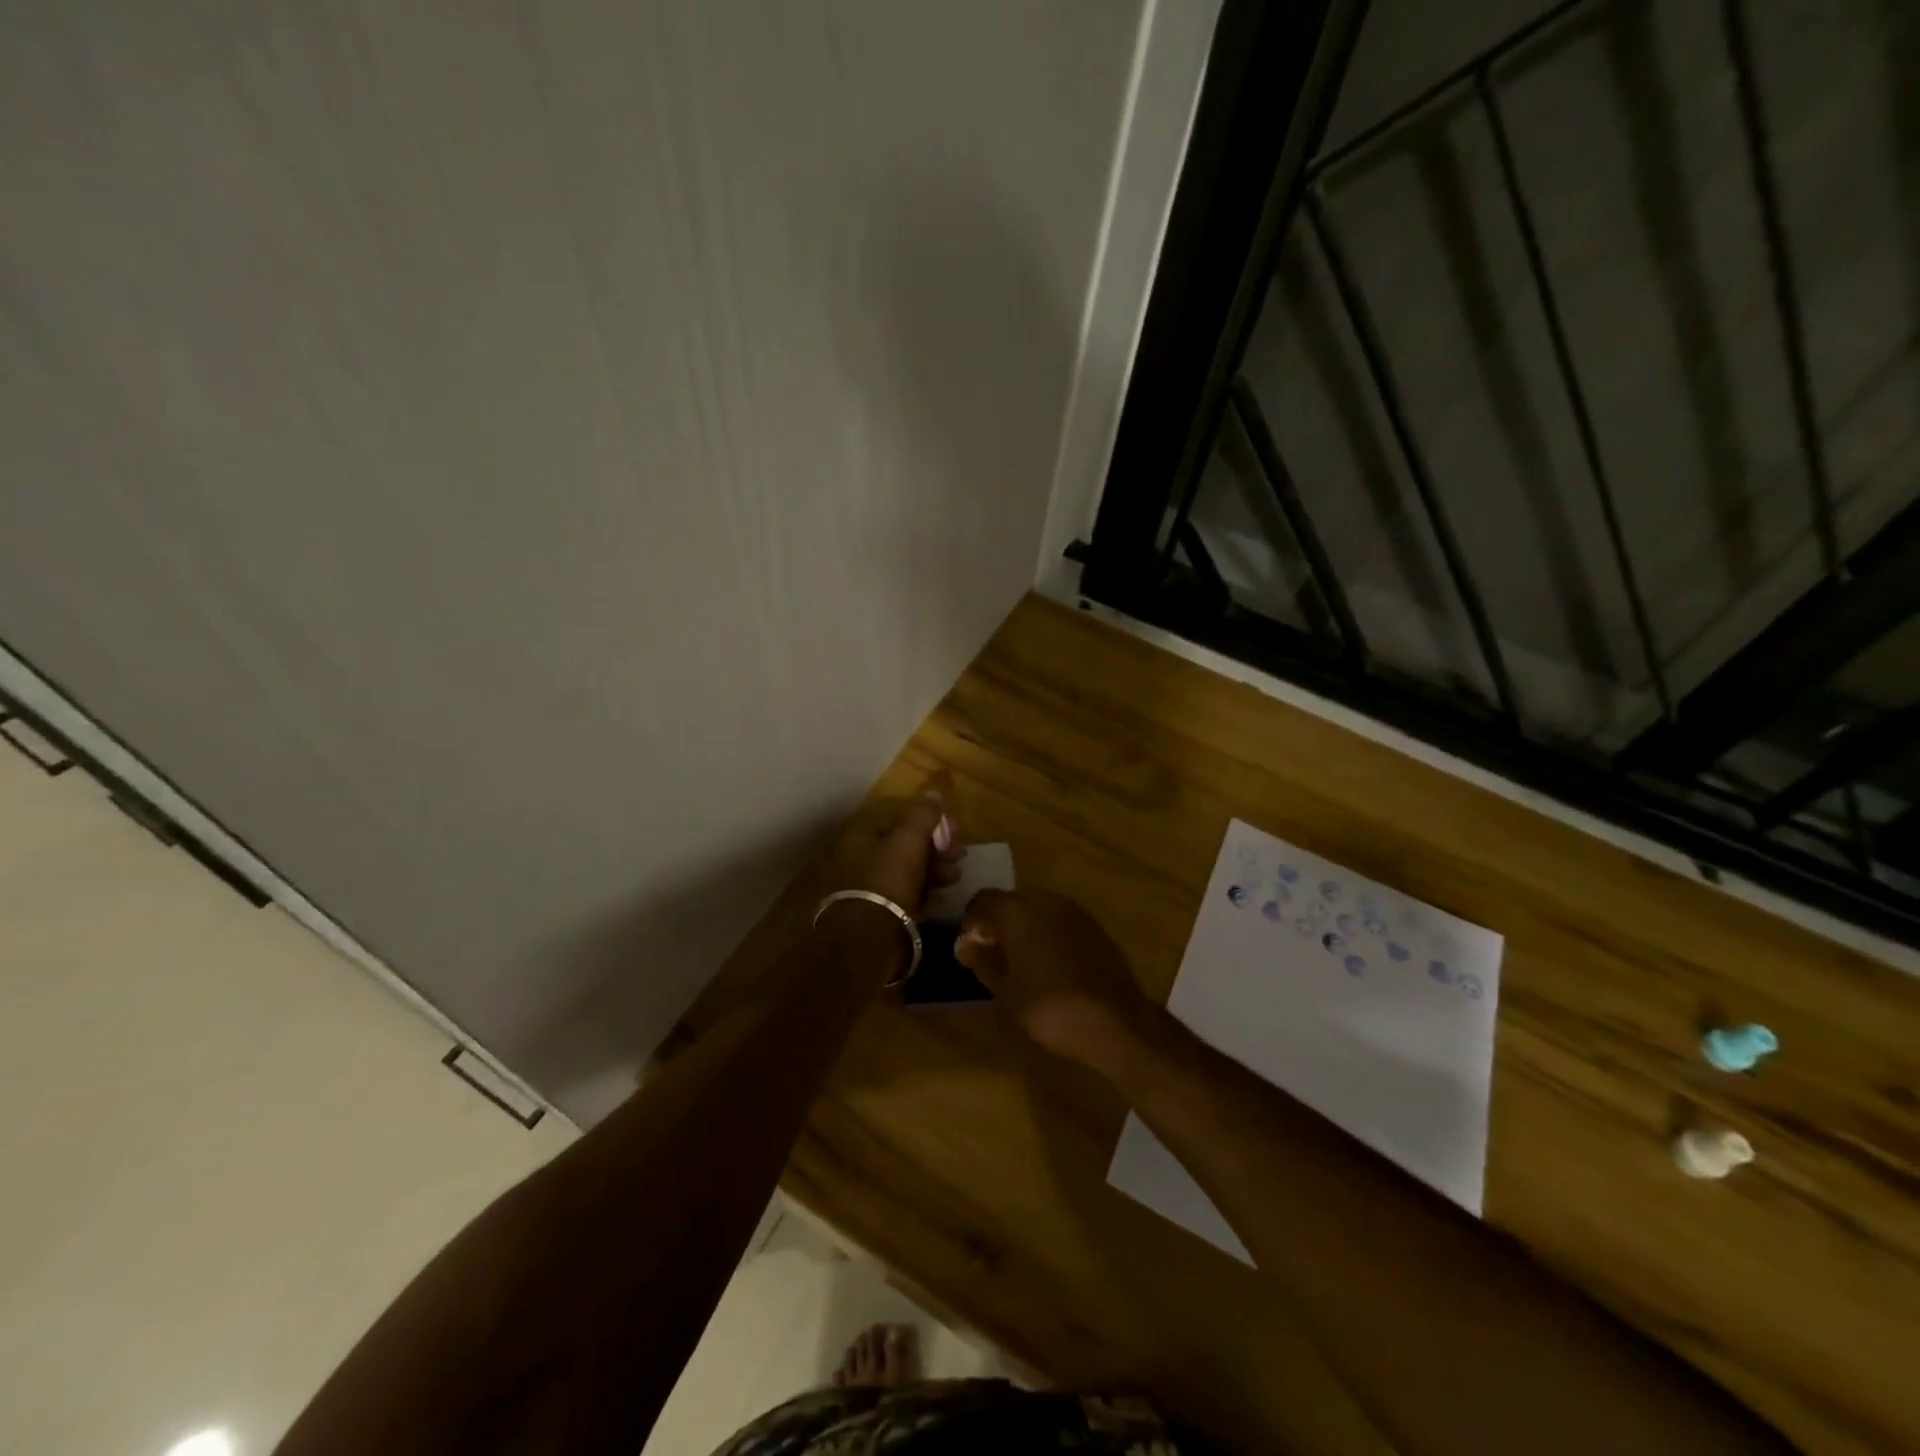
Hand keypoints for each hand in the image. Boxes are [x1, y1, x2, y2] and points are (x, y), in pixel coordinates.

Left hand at [814, 795, 963, 919]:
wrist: (867, 940)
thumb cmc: (887, 881)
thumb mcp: (908, 841)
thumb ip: (923, 816)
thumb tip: (934, 794)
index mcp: (860, 834)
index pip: (897, 815)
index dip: (927, 818)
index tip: (952, 828)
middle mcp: (858, 857)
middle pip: (903, 844)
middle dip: (935, 847)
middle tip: (960, 853)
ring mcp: (866, 887)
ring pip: (906, 871)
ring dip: (934, 870)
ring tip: (955, 877)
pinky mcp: (876, 914)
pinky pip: (904, 897)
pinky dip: (924, 894)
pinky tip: (941, 898)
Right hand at [955, 890, 1158, 1069]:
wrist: (1114, 1022)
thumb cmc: (1049, 1008)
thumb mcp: (1005, 990)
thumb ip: (982, 960)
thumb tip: (964, 943)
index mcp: (1017, 911)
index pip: (982, 900)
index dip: (971, 921)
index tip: (969, 948)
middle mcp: (1045, 900)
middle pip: (1011, 902)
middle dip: (998, 923)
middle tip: (993, 955)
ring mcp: (1074, 911)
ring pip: (1038, 909)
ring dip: (1025, 928)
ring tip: (1021, 962)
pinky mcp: (1095, 926)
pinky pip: (1060, 921)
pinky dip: (1048, 934)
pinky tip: (1050, 964)